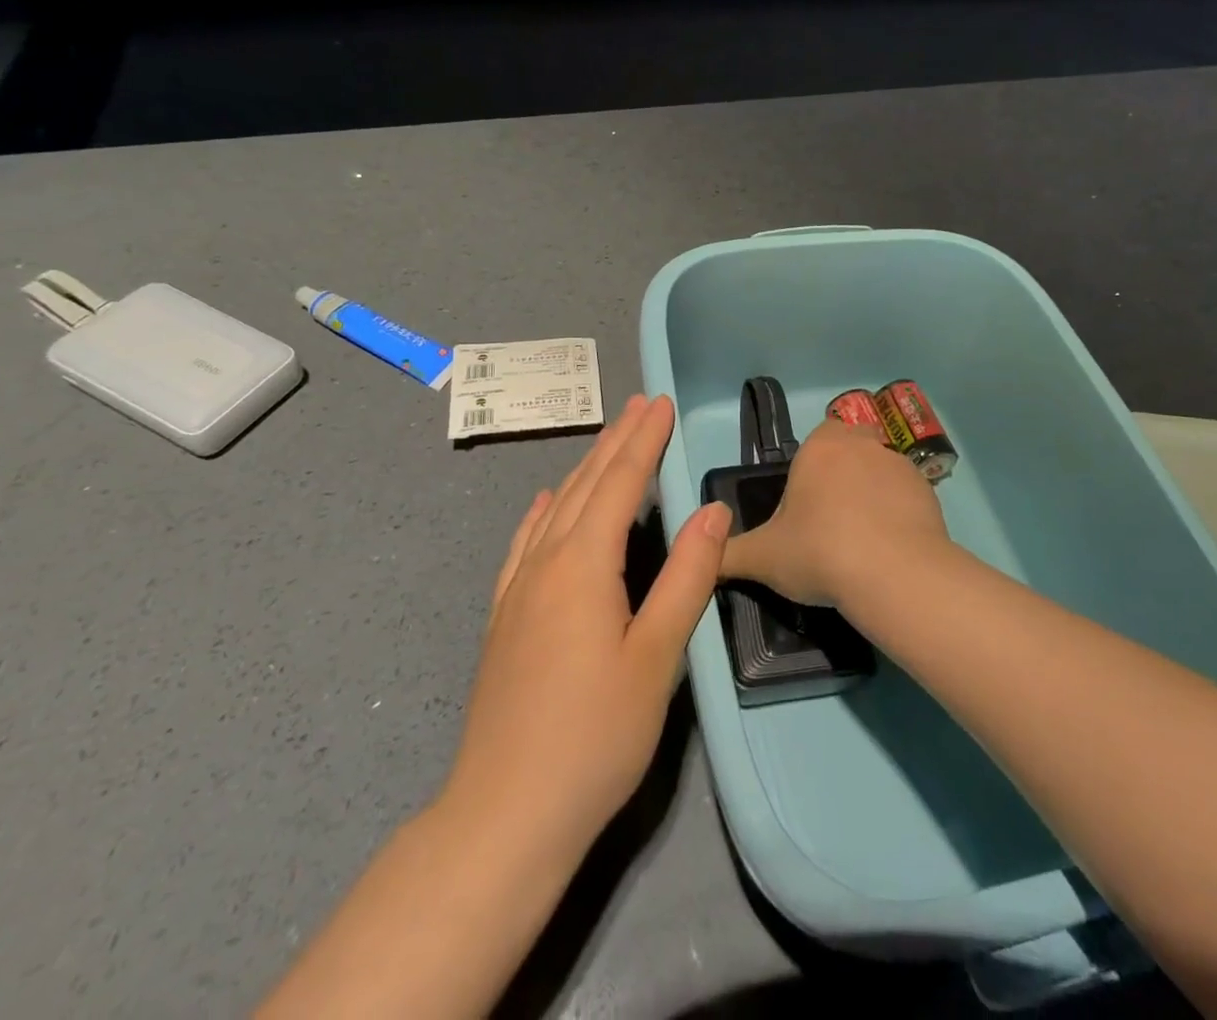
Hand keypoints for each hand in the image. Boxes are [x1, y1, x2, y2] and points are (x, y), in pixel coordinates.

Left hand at [445, 394, 730, 866]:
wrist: (505, 812)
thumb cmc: (595, 735)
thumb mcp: (657, 657)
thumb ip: (686, 577)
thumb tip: (712, 511)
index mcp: (584, 564)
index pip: (621, 483)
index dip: (643, 441)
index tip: (660, 404)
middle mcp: (546, 562)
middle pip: (586, 485)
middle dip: (617, 442)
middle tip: (639, 405)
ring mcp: (518, 589)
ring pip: (555, 508)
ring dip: (585, 469)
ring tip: (607, 440)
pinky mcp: (504, 616)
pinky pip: (525, 543)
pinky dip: (541, 512)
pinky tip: (543, 503)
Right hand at [720, 417, 950, 611]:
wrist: (894, 574)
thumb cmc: (820, 551)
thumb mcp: (763, 558)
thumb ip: (729, 554)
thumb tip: (704, 556)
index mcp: (821, 447)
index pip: (819, 436)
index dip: (813, 465)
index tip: (806, 501)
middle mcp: (862, 445)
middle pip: (852, 448)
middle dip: (844, 474)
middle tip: (831, 520)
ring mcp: (900, 466)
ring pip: (881, 471)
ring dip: (873, 494)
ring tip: (863, 542)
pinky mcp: (929, 492)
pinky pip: (908, 497)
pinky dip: (900, 515)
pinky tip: (891, 550)